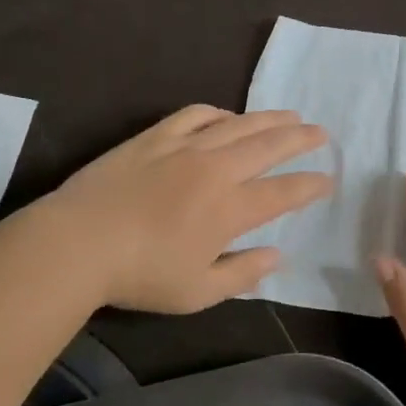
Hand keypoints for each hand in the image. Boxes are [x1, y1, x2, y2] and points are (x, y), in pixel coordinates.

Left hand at [43, 105, 331, 312]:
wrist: (78, 242)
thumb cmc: (140, 275)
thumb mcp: (198, 292)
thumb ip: (243, 274)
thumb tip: (277, 255)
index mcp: (231, 209)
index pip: (284, 192)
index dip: (310, 185)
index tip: (327, 180)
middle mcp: (217, 170)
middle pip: (269, 146)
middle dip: (300, 139)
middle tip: (321, 133)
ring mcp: (185, 147)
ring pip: (239, 124)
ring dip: (269, 119)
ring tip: (290, 115)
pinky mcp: (156, 136)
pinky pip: (196, 115)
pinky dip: (219, 113)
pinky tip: (227, 116)